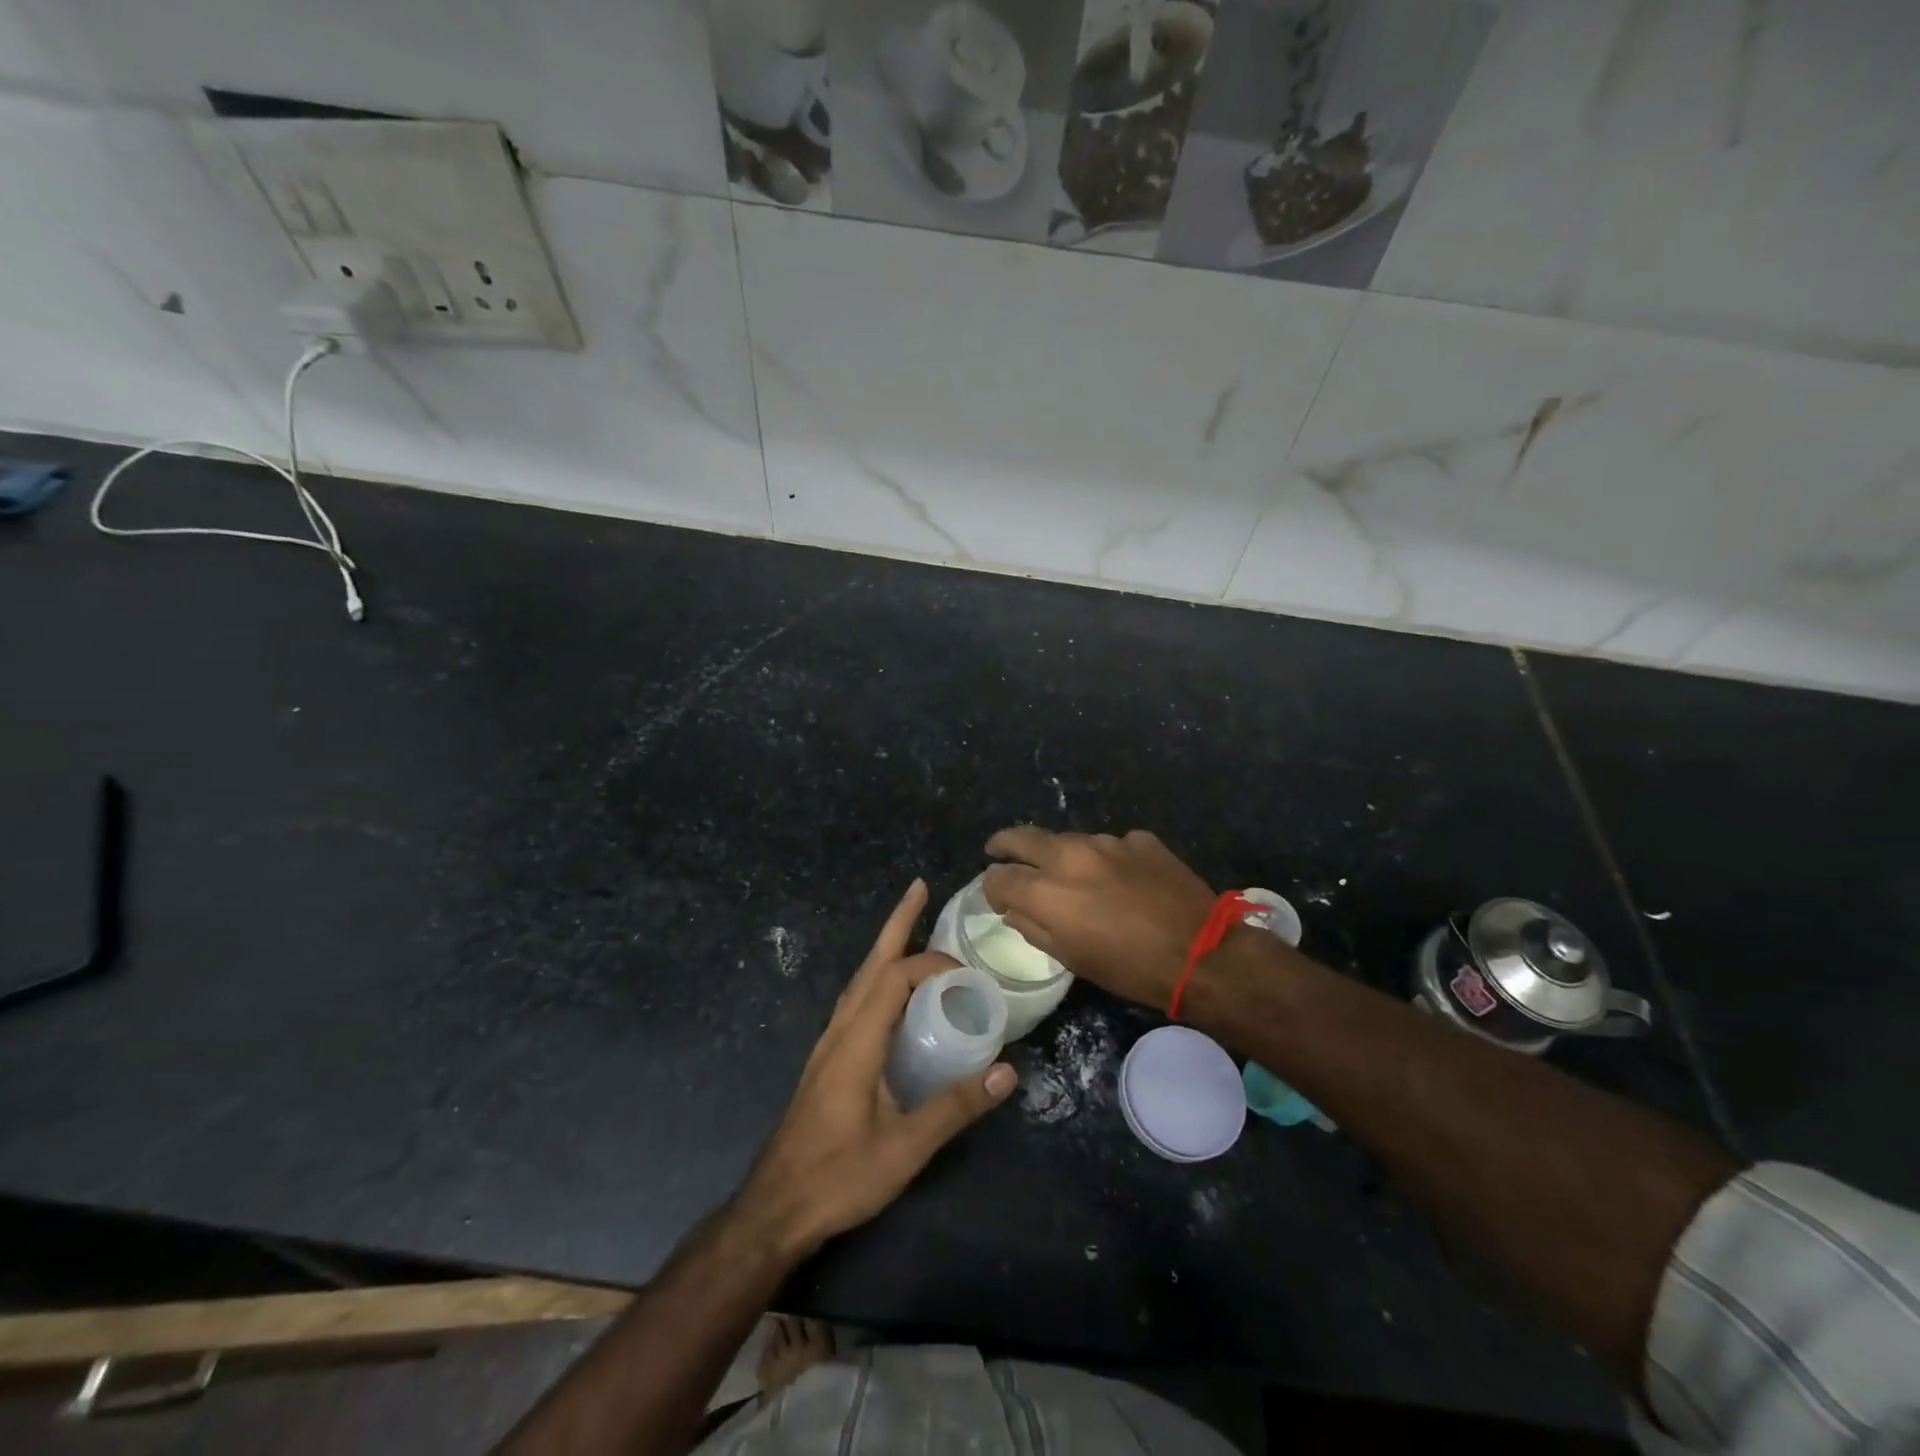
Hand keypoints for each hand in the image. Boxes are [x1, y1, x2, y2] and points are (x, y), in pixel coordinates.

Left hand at [737, 880, 1016, 1257]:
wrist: (776, 1208)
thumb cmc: (839, 1176)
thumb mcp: (905, 1147)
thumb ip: (955, 1107)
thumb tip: (1008, 1071)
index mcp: (857, 1039)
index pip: (896, 977)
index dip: (933, 964)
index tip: (968, 974)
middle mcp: (840, 1029)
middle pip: (871, 962)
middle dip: (897, 922)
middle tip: (921, 888)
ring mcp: (829, 1043)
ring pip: (860, 979)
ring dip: (886, 947)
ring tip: (911, 927)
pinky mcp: (828, 1059)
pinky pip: (857, 1000)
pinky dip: (879, 978)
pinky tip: (893, 993)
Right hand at [982, 827, 1216, 1010]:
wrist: (1203, 952)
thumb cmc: (1131, 969)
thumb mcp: (1074, 960)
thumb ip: (1035, 929)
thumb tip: (1016, 911)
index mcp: (1047, 891)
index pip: (999, 877)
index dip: (992, 887)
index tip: (998, 897)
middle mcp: (1070, 855)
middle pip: (1023, 838)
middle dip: (1005, 845)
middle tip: (999, 851)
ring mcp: (1108, 842)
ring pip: (1069, 840)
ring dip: (1062, 855)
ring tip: (1072, 875)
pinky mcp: (1140, 839)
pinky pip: (1111, 845)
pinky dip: (1106, 860)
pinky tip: (1122, 880)